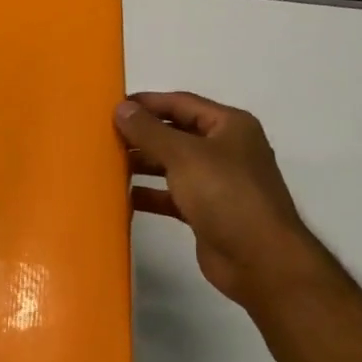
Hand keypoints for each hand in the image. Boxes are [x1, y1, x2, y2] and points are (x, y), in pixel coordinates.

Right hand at [115, 91, 322, 310]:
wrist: (258, 258)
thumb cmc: (225, 195)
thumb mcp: (184, 155)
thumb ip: (149, 131)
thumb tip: (121, 109)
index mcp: (229, 126)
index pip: (181, 103)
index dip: (147, 103)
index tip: (111, 107)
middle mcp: (225, 150)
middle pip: (176, 134)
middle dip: (141, 135)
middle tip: (102, 137)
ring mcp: (217, 182)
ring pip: (172, 165)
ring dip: (142, 164)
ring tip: (106, 165)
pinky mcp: (206, 212)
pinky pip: (172, 195)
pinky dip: (150, 194)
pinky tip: (122, 197)